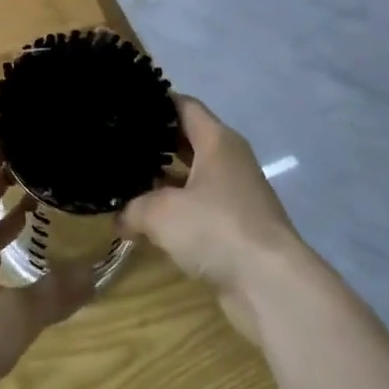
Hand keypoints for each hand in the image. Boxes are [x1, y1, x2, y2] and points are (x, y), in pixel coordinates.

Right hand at [117, 95, 306, 344]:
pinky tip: (145, 221)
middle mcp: (229, 161)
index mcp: (217, 141)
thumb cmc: (217, 228)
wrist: (271, 286)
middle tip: (117, 144)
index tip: (126, 105)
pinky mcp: (235, 229)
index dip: (156, 102)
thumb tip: (119, 218)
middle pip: (187, 140)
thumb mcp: (161, 213)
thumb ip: (133, 208)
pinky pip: (197, 209)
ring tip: (123, 180)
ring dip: (162, 182)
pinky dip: (174, 212)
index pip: (184, 106)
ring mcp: (235, 196)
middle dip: (154, 143)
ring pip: (191, 178)